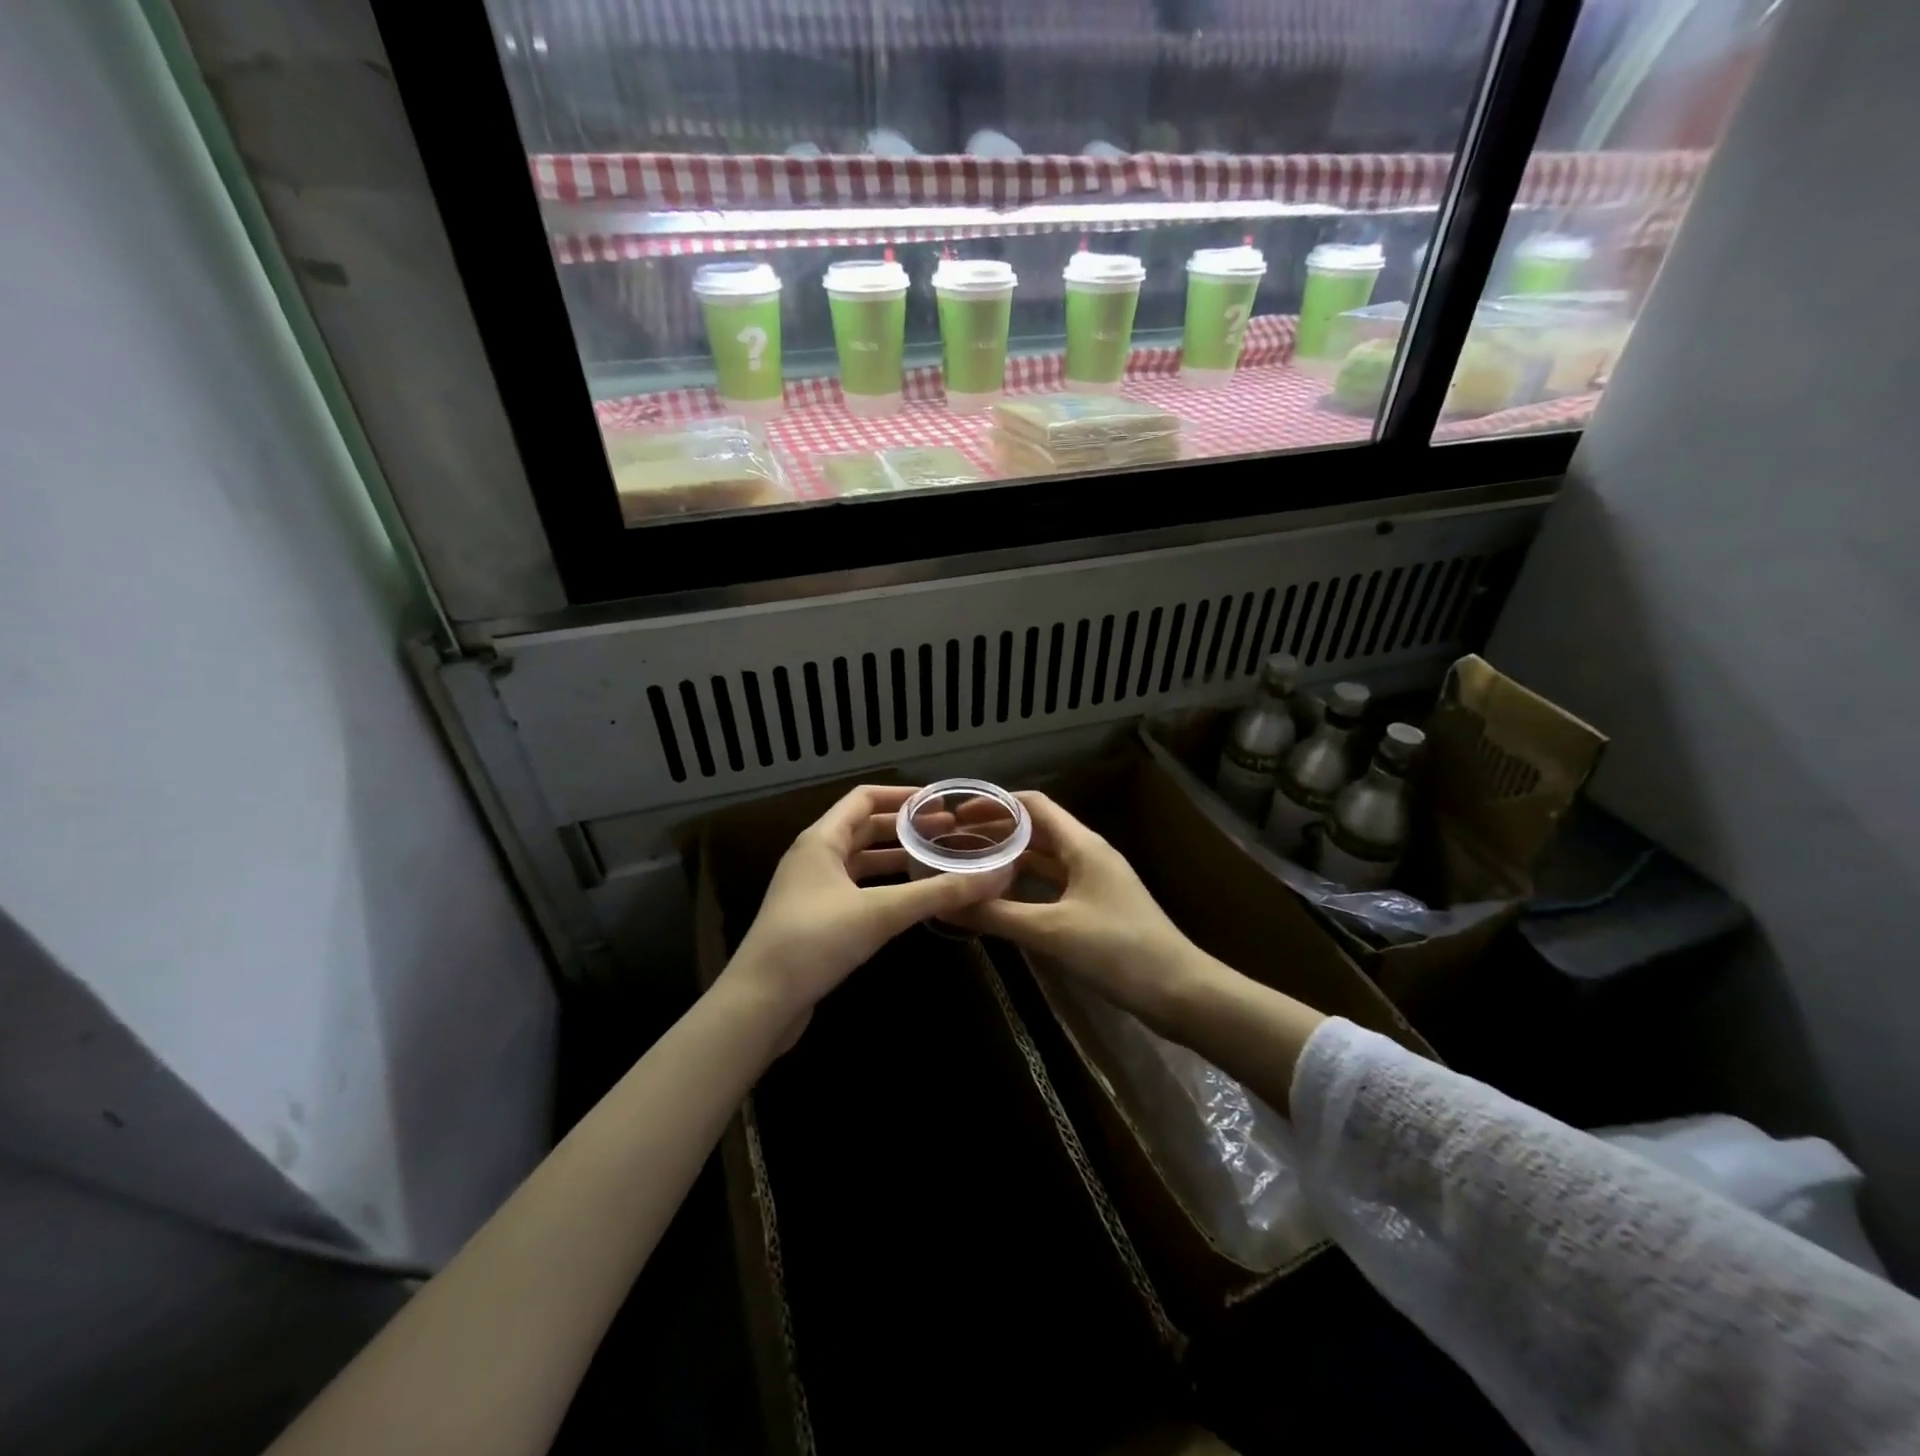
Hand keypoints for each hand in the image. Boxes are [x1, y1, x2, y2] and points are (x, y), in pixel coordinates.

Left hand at [722, 785, 1014, 1033]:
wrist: (760, 1002)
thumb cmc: (815, 942)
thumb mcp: (881, 913)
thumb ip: (937, 892)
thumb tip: (995, 876)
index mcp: (821, 840)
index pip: (864, 798)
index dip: (902, 796)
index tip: (941, 803)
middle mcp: (814, 857)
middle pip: (864, 828)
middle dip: (905, 828)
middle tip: (949, 833)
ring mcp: (812, 889)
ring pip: (860, 861)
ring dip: (895, 857)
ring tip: (936, 860)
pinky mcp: (815, 919)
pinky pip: (856, 888)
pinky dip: (883, 885)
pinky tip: (909, 899)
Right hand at [954, 793, 1208, 1030]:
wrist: (1180, 991)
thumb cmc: (1117, 950)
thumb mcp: (1051, 931)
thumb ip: (996, 915)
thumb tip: (944, 904)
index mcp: (1083, 845)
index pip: (1034, 805)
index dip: (995, 804)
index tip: (957, 816)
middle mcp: (1089, 855)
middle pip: (1037, 830)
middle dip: (997, 832)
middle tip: (954, 844)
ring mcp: (1095, 882)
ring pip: (1045, 859)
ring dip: (1010, 860)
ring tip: (969, 867)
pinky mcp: (1097, 908)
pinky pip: (1053, 885)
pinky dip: (1026, 886)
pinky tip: (1001, 900)